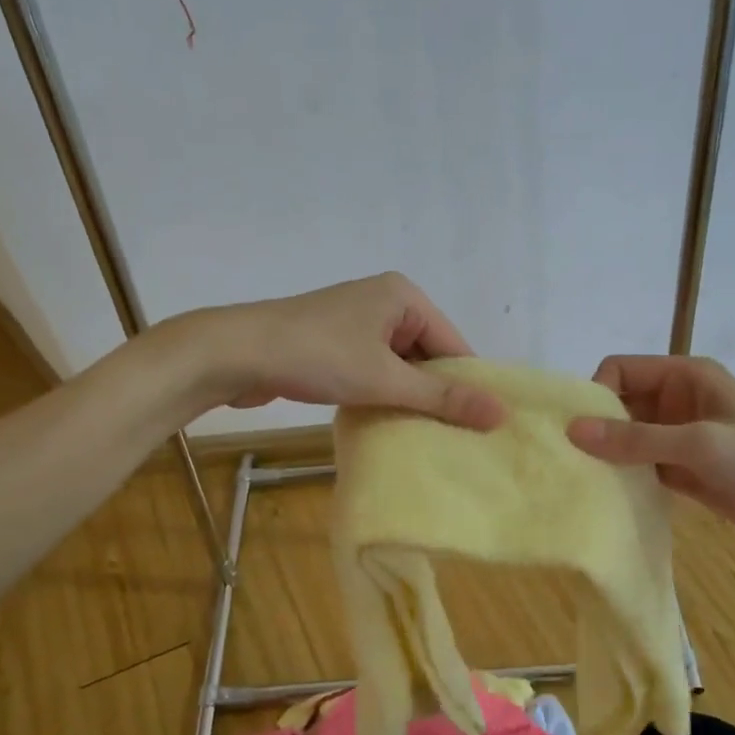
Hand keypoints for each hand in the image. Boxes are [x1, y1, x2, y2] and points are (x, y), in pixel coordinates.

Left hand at [179, 273, 505, 429]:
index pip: (454, 344)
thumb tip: (501, 413)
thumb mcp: (385, 379)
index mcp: (404, 296)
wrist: (233, 353)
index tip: (478, 428)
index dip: (466, 386)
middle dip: (435, 393)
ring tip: (422, 436)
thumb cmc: (316, 356)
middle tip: (452, 438)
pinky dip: (381, 393)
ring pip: (399, 365)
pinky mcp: (334, 342)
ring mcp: (356, 321)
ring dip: (406, 396)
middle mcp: (384, 301)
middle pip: (428, 354)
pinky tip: (386, 422)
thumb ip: (443, 397)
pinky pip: (374, 369)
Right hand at [566, 355, 734, 552]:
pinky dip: (624, 476)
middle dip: (596, 427)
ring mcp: (680, 436)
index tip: (579, 431)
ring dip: (608, 455)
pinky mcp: (682, 469)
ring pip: (628, 437)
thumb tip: (572, 431)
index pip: (621, 370)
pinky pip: (641, 465)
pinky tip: (605, 495)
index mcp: (686, 376)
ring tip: (580, 480)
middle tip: (568, 460)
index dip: (596, 393)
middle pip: (620, 403)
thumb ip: (636, 439)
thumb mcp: (699, 445)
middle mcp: (678, 400)